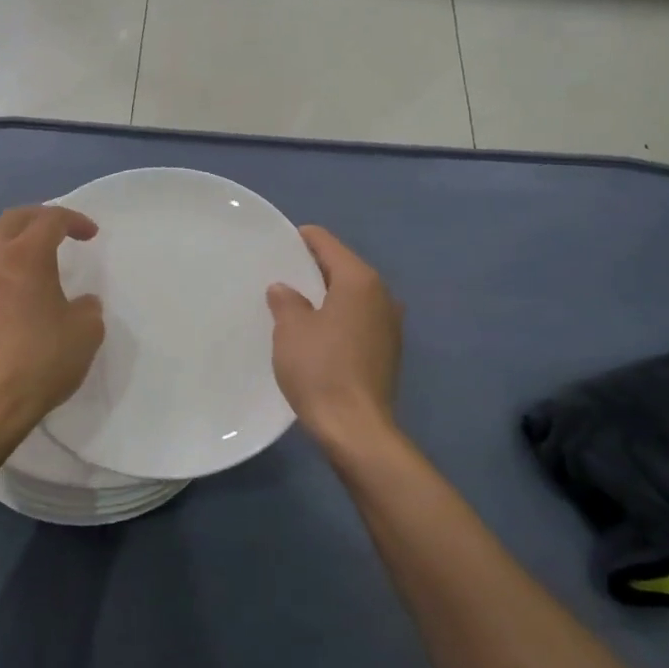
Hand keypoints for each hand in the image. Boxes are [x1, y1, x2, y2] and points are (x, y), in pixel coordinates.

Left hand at [0, 205, 104, 441]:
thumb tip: (81, 303)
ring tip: (18, 261)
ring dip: (3, 244)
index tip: (91, 235)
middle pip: (11, 220)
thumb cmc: (40, 360)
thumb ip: (88, 309)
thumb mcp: (86, 333)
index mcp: (26, 255)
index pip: (51, 219)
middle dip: (37, 219)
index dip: (74, 221)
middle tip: (57, 231)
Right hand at [267, 225, 402, 447]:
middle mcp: (382, 295)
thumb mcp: (291, 330)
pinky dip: (339, 318)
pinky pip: (359, 320)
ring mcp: (390, 324)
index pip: (327, 244)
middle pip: (344, 268)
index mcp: (360, 280)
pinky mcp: (388, 351)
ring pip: (353, 296)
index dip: (302, 239)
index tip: (279, 243)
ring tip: (296, 304)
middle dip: (314, 269)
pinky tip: (317, 333)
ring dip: (327, 296)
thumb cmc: (320, 369)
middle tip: (281, 274)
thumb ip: (287, 301)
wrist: (356, 428)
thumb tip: (285, 289)